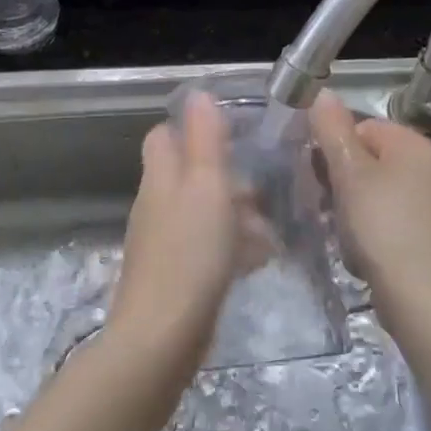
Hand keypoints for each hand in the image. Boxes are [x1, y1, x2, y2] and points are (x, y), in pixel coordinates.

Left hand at [111, 91, 241, 359]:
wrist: (162, 338)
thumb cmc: (190, 253)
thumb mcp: (206, 186)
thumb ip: (204, 139)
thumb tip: (198, 93)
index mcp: (161, 177)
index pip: (165, 136)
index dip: (193, 129)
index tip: (235, 135)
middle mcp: (158, 204)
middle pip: (190, 175)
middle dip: (229, 178)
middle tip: (266, 191)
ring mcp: (164, 242)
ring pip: (203, 212)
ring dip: (238, 215)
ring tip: (273, 230)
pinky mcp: (177, 274)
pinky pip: (207, 247)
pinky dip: (233, 246)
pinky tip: (260, 260)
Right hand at [311, 90, 430, 332]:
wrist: (427, 301)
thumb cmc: (383, 228)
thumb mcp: (350, 174)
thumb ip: (332, 131)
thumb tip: (322, 93)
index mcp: (413, 144)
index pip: (361, 127)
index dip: (334, 151)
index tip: (320, 178)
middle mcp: (429, 166)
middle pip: (369, 159)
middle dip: (341, 183)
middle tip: (330, 208)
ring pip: (375, 192)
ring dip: (351, 211)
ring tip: (345, 236)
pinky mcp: (430, 234)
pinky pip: (389, 219)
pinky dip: (371, 232)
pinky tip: (362, 254)